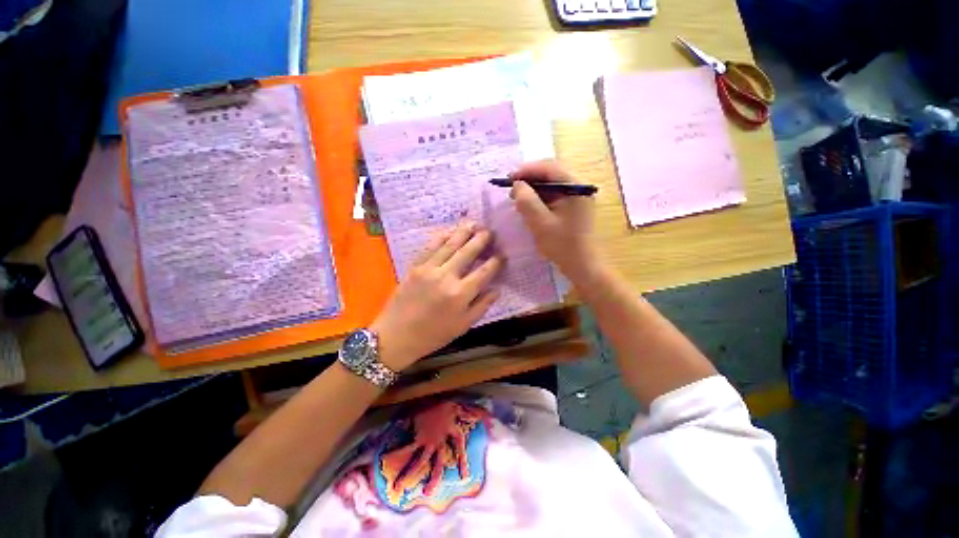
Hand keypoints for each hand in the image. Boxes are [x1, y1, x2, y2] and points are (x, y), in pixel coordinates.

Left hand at [371, 221, 502, 371]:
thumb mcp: (463, 326)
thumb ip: (482, 306)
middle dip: (481, 239)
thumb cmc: (433, 335)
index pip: (484, 272)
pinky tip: (450, 230)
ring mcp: (429, 269)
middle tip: (490, 231)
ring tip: (474, 223)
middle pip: (468, 252)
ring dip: (463, 232)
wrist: (396, 335)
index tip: (502, 254)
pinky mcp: (415, 266)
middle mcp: (446, 276)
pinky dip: (442, 236)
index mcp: (460, 294)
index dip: (495, 262)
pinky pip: (431, 246)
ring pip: (450, 244)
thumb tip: (497, 289)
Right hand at [510, 161, 598, 281]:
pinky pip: (554, 195)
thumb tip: (517, 185)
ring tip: (517, 198)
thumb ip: (527, 201)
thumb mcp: (540, 223)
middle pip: (551, 173)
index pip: (550, 167)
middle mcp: (579, 187)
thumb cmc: (563, 245)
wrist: (582, 266)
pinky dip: (540, 198)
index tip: (509, 178)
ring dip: (533, 189)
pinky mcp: (573, 207)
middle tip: (512, 189)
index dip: (527, 170)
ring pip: (551, 184)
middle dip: (530, 179)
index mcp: (576, 186)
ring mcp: (577, 197)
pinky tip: (529, 206)